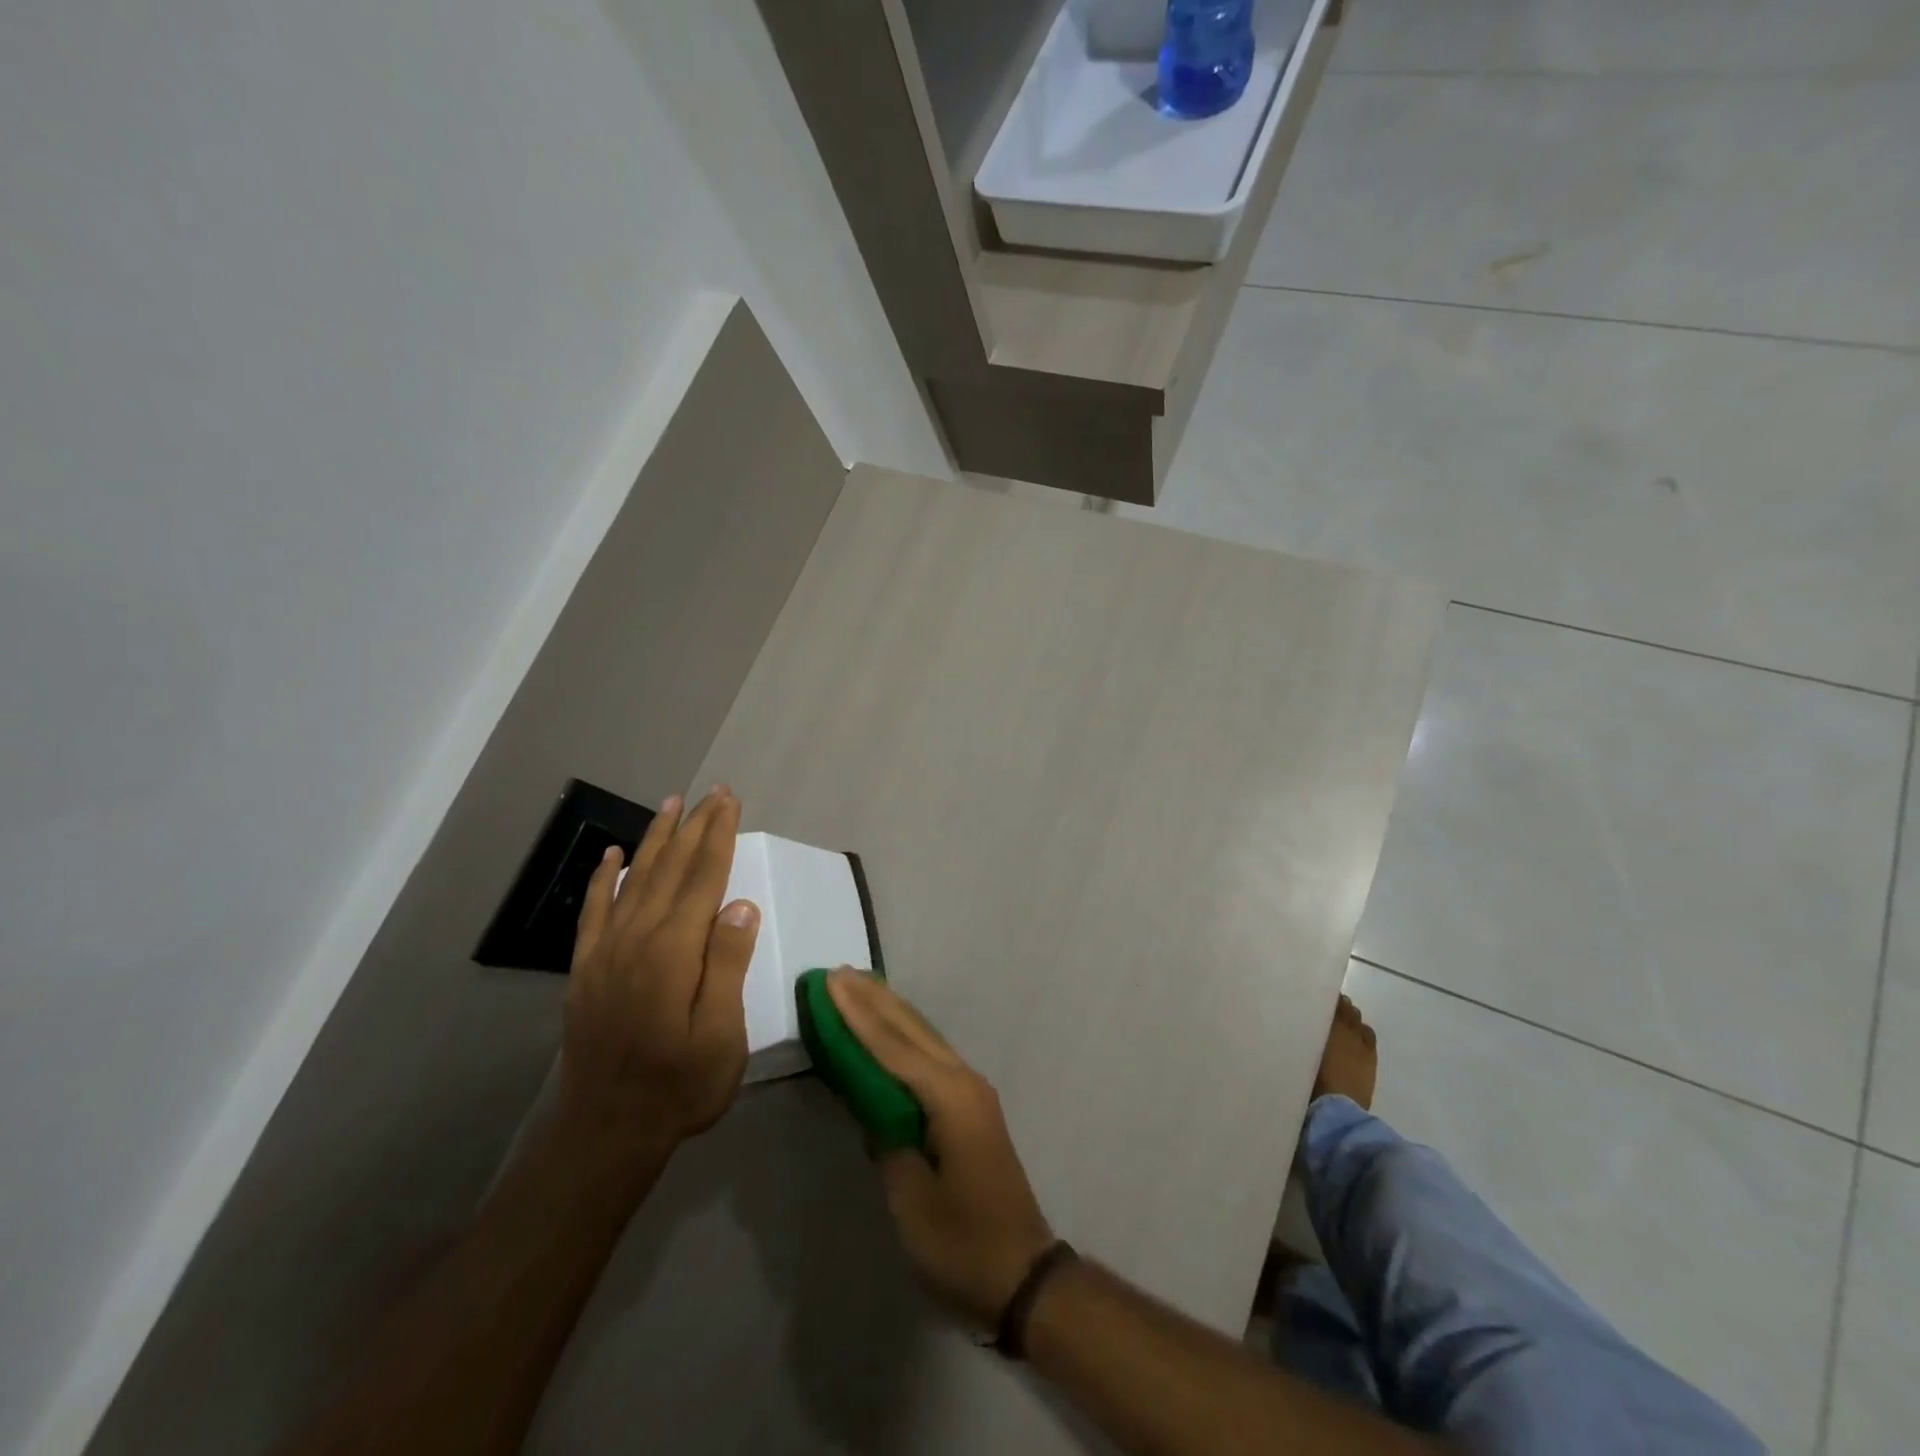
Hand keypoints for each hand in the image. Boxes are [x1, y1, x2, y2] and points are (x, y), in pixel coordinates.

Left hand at [558, 789, 760, 1163]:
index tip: (729, 801)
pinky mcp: (586, 969)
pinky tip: (613, 854)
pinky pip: (594, 910)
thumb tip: (741, 905)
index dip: (719, 836)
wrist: (606, 1132)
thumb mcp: (721, 1035)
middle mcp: (637, 939)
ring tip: (670, 805)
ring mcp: (605, 952)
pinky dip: (604, 878)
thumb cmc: (679, 1086)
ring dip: (655, 839)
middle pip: (670, 869)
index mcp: (674, 952)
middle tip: (712, 792)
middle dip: (694, 827)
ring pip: (635, 880)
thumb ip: (728, 966)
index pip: (703, 879)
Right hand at [827, 970, 1054, 1329]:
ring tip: (858, 986)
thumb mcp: (911, 1199)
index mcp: (949, 1097)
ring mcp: (971, 1091)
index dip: (856, 1014)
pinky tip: (888, 1031)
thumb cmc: (962, 1242)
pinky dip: (903, 1037)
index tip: (830, 982)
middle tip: (838, 972)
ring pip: (923, 1037)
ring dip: (889, 1011)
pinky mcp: (970, 1106)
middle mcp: (963, 1080)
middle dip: (873, 999)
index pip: (892, 1046)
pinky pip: (930, 1057)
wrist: (1022, 1273)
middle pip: (911, 1029)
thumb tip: (870, 1104)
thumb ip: (887, 1141)